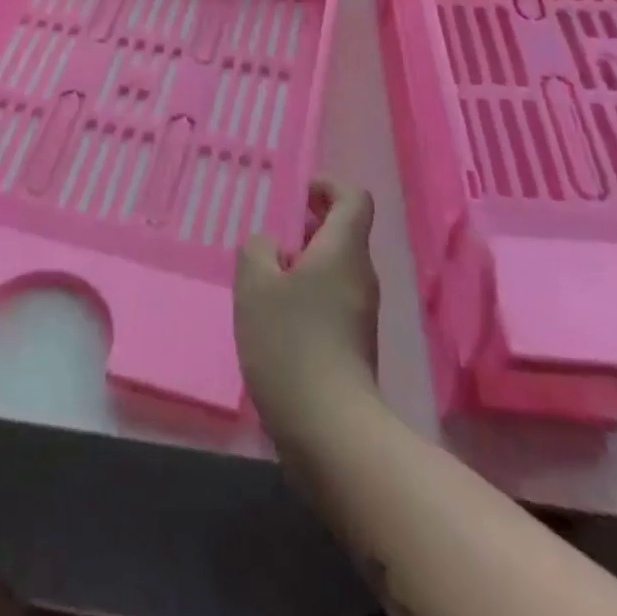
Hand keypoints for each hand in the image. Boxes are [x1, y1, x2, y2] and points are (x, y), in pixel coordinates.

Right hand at [235, 180, 381, 446]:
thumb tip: (268, 245)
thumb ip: (257, 250)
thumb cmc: (291, 343)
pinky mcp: (353, 344)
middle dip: (306, 224)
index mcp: (343, 250)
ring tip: (261, 277)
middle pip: (342, 231)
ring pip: (333, 267)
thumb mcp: (256, 285)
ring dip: (301, 262)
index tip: (294, 192)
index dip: (326, 185)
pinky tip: (272, 316)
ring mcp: (361, 312)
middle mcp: (360, 275)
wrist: (330, 430)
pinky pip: (331, 298)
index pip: (353, 197)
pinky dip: (305, 294)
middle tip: (266, 235)